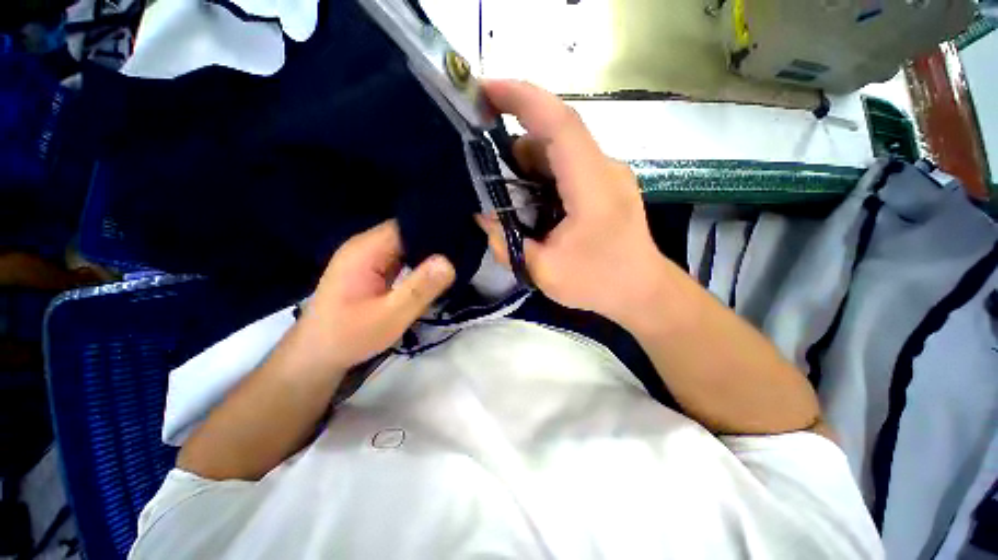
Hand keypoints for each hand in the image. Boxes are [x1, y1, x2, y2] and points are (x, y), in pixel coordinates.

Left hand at [295, 220, 454, 373]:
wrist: (317, 355)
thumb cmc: (350, 337)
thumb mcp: (390, 316)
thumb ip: (420, 288)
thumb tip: (449, 262)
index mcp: (365, 250)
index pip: (406, 226)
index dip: (434, 229)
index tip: (461, 237)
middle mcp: (365, 246)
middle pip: (406, 232)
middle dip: (434, 241)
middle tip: (463, 251)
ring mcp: (367, 257)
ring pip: (405, 245)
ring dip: (427, 252)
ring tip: (455, 258)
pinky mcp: (371, 268)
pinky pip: (400, 256)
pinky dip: (418, 261)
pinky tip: (434, 269)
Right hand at [477, 80, 667, 328]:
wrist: (642, 291)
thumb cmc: (599, 283)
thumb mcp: (544, 271)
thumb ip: (508, 244)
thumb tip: (484, 217)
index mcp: (592, 186)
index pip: (559, 124)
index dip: (522, 98)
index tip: (484, 89)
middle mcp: (604, 169)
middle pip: (556, 135)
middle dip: (516, 141)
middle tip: (487, 167)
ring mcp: (608, 175)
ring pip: (562, 150)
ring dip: (529, 163)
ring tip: (508, 194)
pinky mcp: (607, 185)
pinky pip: (569, 166)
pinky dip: (543, 174)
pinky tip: (531, 201)